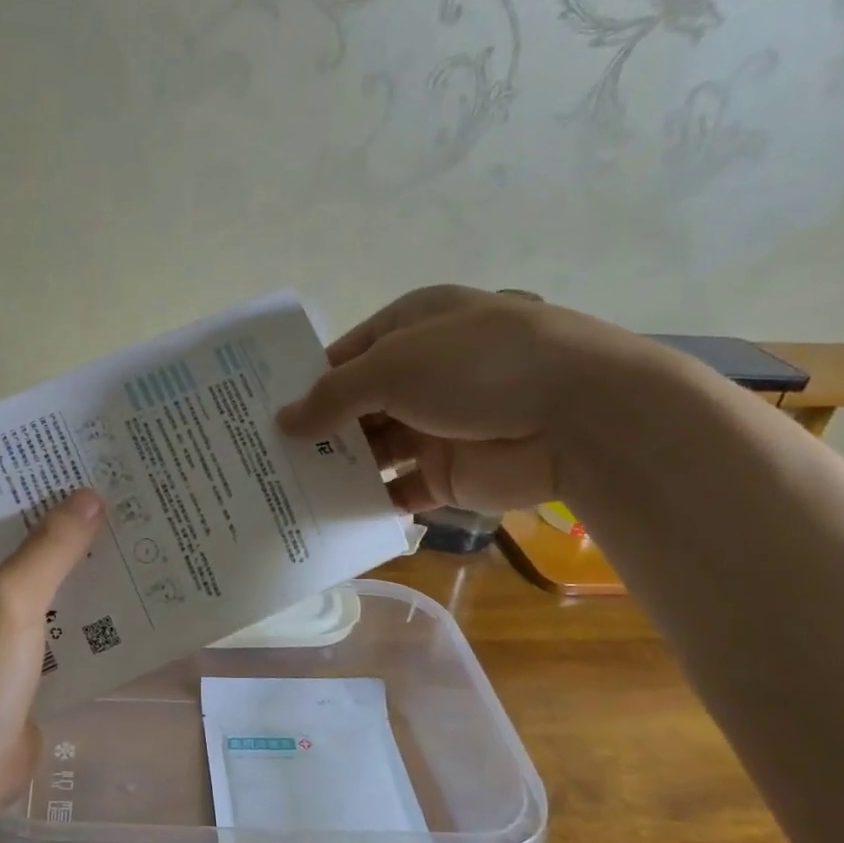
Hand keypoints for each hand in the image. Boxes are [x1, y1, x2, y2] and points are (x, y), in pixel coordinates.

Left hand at [0, 490, 104, 808]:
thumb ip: (51, 546)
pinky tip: (103, 584)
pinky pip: (29, 617)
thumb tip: (89, 495)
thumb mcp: (10, 600)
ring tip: (102, 524)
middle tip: (82, 484)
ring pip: (12, 578)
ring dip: (50, 559)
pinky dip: (59, 601)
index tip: (32, 457)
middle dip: (31, 515)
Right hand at [276, 285, 659, 513]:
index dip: (305, 382)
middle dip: (316, 430)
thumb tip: (283, 422)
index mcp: (411, 328)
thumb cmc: (476, 366)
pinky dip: (370, 502)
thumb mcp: (391, 367)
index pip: (344, 355)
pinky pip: (399, 489)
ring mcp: (437, 424)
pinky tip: (330, 514)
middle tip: (263, 457)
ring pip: (374, 450)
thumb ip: (332, 397)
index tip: (264, 411)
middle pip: (355, 406)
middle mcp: (422, 374)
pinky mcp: (451, 472)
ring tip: (284, 488)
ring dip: (338, 468)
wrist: (580, 416)